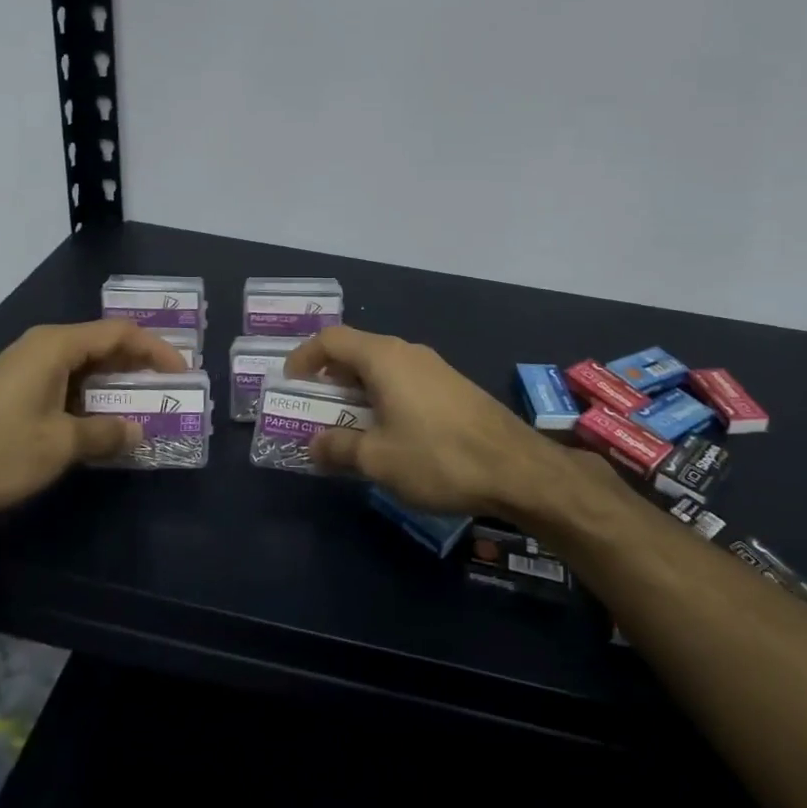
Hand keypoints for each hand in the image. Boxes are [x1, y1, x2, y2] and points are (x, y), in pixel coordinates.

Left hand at [0, 320, 187, 513]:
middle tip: (166, 389)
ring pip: (81, 366)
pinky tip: (97, 424)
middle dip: (136, 366)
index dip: (156, 350)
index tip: (181, 372)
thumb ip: (105, 433)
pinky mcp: (10, 391)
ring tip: (140, 408)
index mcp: (56, 346)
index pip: (119, 333)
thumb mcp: (60, 444)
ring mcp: (22, 368)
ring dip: (112, 385)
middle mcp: (41, 347)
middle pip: (101, 345)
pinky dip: (87, 398)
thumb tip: (137, 431)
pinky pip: (62, 383)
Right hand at [282, 326, 563, 516]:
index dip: (304, 357)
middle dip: (329, 378)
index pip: (332, 339)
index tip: (290, 384)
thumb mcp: (378, 459)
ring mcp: (434, 367)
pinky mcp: (452, 387)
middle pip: (356, 350)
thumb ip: (339, 448)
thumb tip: (314, 444)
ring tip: (346, 425)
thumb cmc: (438, 457)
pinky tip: (387, 432)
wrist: (517, 468)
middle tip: (313, 409)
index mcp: (384, 358)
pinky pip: (404, 381)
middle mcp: (408, 352)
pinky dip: (383, 397)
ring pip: (382, 368)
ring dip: (357, 391)